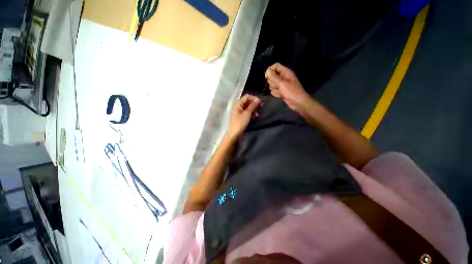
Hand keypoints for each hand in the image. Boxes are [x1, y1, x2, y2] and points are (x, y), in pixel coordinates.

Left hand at [227, 94, 260, 138]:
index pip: (247, 97)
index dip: (254, 98)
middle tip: (261, 107)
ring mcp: (240, 112)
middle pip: (248, 102)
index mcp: (238, 104)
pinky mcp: (241, 117)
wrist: (235, 134)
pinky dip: (251, 113)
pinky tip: (255, 117)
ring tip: (257, 114)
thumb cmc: (240, 123)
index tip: (260, 102)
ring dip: (254, 109)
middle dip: (254, 104)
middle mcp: (238, 107)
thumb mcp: (247, 114)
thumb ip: (252, 106)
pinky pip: (247, 112)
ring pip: (248, 107)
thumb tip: (258, 99)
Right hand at [265, 63, 310, 111]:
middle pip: (272, 76)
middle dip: (272, 82)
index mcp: (286, 72)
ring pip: (272, 84)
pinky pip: (274, 91)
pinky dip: (276, 93)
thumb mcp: (282, 83)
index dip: (270, 70)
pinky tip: (280, 96)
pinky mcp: (280, 91)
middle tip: (277, 85)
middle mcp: (283, 77)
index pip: (276, 66)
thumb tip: (267, 71)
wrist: (298, 103)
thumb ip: (274, 77)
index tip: (267, 76)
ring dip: (274, 89)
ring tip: (280, 91)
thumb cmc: (291, 92)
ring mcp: (281, 85)